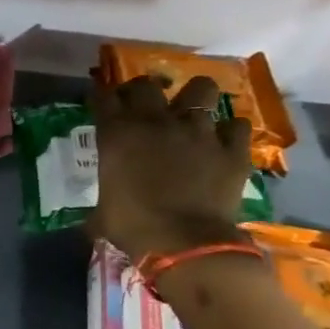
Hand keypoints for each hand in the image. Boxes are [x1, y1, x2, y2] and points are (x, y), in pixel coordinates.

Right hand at [91, 74, 253, 260]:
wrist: (184, 243)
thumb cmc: (133, 227)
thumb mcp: (101, 211)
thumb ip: (104, 196)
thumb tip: (94, 216)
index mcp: (118, 135)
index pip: (103, 98)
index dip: (101, 95)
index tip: (101, 99)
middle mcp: (157, 123)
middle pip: (146, 85)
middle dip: (141, 90)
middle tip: (141, 104)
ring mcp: (199, 131)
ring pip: (201, 88)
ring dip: (194, 97)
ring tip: (189, 111)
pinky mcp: (232, 148)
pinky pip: (235, 125)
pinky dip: (228, 130)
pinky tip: (222, 140)